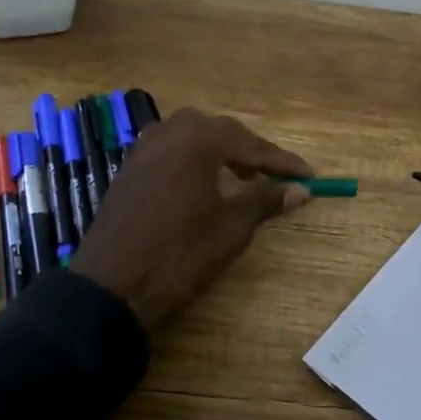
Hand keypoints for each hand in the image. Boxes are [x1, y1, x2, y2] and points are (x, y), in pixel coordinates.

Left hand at [71, 108, 311, 329]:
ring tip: (242, 180)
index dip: (281, 161)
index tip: (308, 175)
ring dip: (221, 154)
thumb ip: (266, 200)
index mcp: (197, 139)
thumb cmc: (180, 253)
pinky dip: (195, 162)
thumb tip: (300, 189)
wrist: (112, 287)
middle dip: (250, 153)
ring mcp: (144, 148)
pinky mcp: (130, 168)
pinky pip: (172, 152)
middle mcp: (169, 132)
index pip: (250, 143)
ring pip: (193, 139)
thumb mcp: (231, 227)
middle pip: (220, 133)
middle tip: (275, 176)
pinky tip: (204, 186)